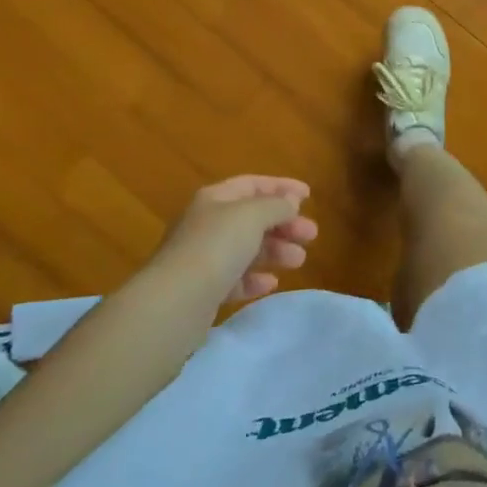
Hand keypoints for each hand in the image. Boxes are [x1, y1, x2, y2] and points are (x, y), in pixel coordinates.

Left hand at [153, 176, 318, 308]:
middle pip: (252, 218)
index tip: (309, 196)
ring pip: (246, 248)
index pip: (252, 184)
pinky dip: (255, 279)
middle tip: (311, 234)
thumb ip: (276, 205)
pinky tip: (271, 283)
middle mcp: (206, 224)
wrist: (175, 302)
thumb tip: (290, 201)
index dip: (281, 187)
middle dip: (284, 223)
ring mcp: (203, 258)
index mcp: (214, 199)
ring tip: (299, 260)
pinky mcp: (203, 290)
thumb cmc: (216, 247)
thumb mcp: (252, 216)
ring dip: (275, 250)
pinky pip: (235, 279)